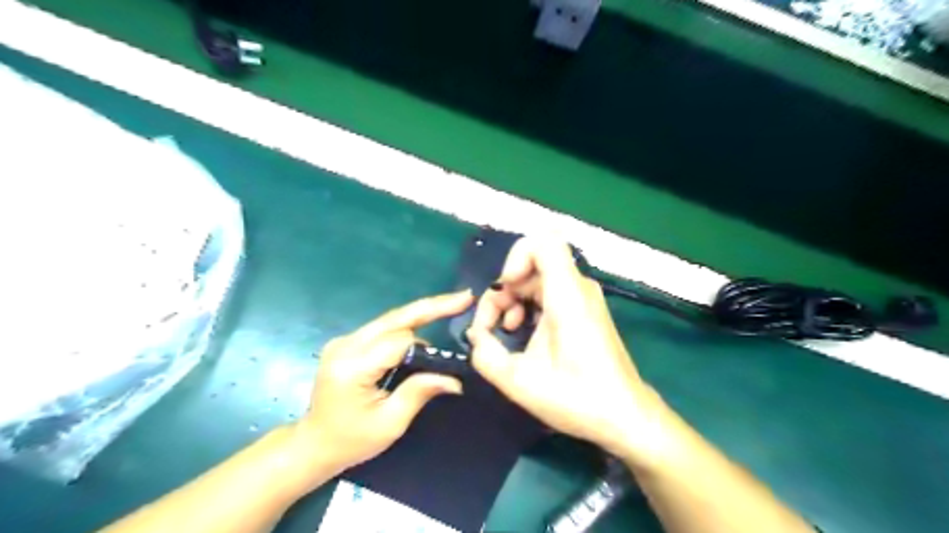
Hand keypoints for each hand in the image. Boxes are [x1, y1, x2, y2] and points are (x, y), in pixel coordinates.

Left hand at [291, 289, 471, 476]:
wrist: (313, 444)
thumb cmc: (351, 441)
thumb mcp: (390, 424)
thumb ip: (419, 393)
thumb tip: (455, 379)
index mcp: (353, 367)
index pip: (398, 342)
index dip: (428, 348)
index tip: (451, 356)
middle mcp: (346, 345)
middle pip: (395, 318)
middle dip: (432, 306)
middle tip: (464, 297)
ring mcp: (344, 341)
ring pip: (391, 319)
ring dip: (422, 314)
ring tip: (452, 307)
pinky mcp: (348, 342)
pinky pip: (384, 327)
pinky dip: (409, 324)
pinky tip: (428, 322)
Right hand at [467, 238, 662, 461]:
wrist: (625, 417)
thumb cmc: (577, 398)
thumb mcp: (519, 381)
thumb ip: (485, 355)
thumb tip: (476, 336)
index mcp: (567, 295)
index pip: (543, 242)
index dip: (516, 257)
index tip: (504, 289)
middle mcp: (578, 288)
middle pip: (532, 264)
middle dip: (503, 289)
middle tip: (491, 324)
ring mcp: (583, 298)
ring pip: (537, 279)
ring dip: (513, 300)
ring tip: (504, 332)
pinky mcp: (584, 310)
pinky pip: (549, 292)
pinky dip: (528, 306)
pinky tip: (522, 334)